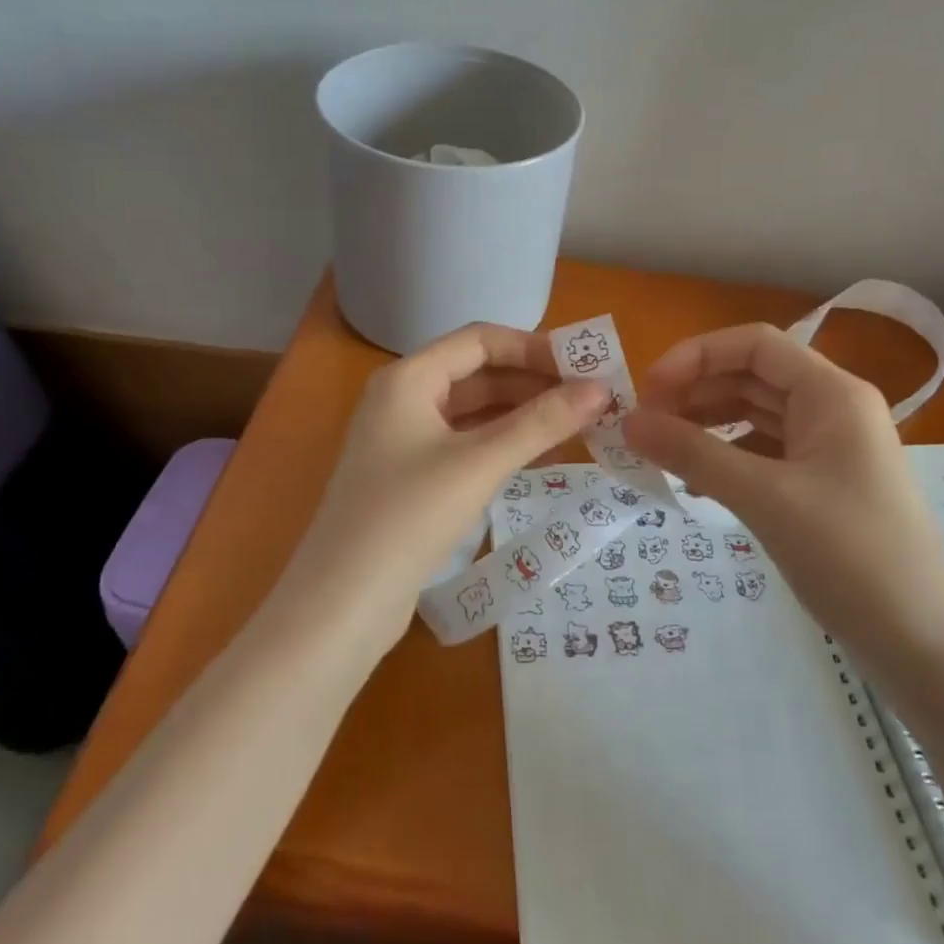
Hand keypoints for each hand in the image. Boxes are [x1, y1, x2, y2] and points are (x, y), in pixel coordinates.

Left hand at [277, 323, 608, 656]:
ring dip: (523, 415)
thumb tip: (601, 390)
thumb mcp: (479, 464)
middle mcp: (404, 399)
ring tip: (579, 426)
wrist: (342, 603)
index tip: (585, 366)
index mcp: (409, 378)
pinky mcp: (413, 477)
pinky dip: (504, 445)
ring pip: (475, 412)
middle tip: (592, 400)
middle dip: (534, 383)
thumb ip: (541, 423)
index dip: (534, 347)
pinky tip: (542, 457)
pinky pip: (467, 444)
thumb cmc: (408, 517)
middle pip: (479, 374)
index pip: (480, 340)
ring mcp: (405, 440)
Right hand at [622, 323, 943, 662]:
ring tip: (661, 448)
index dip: (695, 357)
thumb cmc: (850, 557)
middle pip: (752, 375)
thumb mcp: (764, 499)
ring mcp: (830, 447)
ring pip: (755, 413)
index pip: (753, 345)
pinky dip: (727, 457)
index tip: (647, 391)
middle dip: (695, 391)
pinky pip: (764, 451)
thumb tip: (628, 422)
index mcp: (831, 394)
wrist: (921, 643)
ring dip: (707, 423)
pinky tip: (696, 481)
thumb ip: (693, 454)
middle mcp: (833, 408)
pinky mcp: (823, 482)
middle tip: (644, 424)